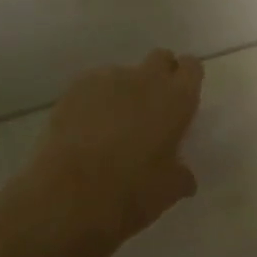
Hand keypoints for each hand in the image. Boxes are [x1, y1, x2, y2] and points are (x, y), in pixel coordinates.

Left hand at [12, 49, 203, 256]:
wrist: (64, 197)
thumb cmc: (129, 193)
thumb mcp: (168, 191)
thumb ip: (180, 174)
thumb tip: (184, 175)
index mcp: (177, 99)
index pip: (191, 67)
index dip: (187, 81)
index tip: (182, 102)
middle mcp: (146, 79)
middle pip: (160, 58)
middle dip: (159, 76)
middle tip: (152, 110)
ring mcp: (107, 80)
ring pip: (123, 74)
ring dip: (124, 92)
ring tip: (111, 127)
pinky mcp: (73, 90)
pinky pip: (92, 87)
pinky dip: (94, 102)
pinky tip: (85, 130)